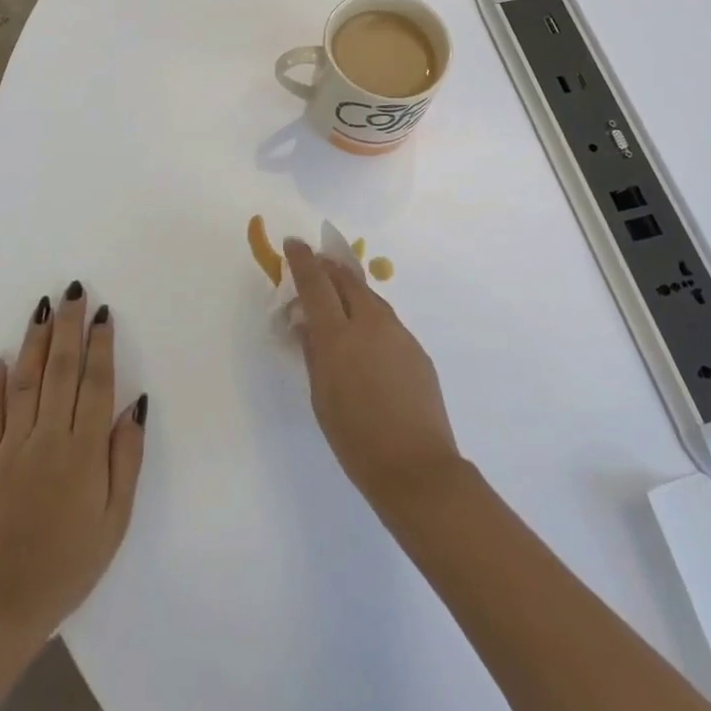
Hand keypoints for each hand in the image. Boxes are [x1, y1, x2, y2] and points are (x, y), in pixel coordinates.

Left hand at [0, 284, 146, 643]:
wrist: (4, 604)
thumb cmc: (71, 562)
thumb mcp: (116, 518)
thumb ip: (126, 458)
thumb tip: (136, 405)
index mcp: (83, 451)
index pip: (95, 384)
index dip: (100, 345)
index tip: (101, 312)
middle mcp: (48, 438)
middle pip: (60, 370)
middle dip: (68, 327)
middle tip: (72, 290)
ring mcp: (11, 447)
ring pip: (24, 382)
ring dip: (35, 341)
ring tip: (43, 307)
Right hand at [284, 240, 463, 518]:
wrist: (417, 468)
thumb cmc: (356, 440)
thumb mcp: (321, 397)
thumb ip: (313, 353)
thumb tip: (306, 324)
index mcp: (338, 336)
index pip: (316, 284)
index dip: (303, 261)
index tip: (294, 243)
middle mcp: (370, 324)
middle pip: (347, 280)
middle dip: (328, 267)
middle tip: (315, 264)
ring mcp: (398, 334)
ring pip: (369, 298)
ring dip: (350, 290)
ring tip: (337, 297)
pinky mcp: (416, 349)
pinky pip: (387, 321)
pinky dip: (369, 316)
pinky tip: (365, 337)